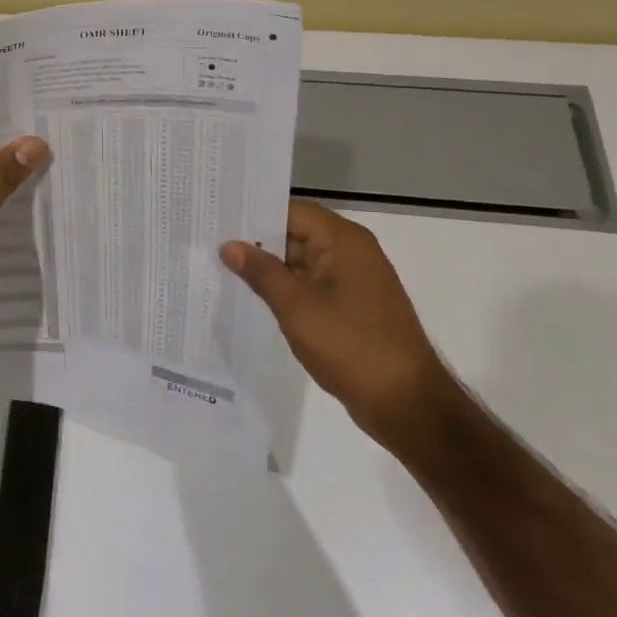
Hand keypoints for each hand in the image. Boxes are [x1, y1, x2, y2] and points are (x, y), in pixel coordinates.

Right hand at [221, 201, 452, 447]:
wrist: (406, 404)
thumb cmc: (351, 346)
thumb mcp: (297, 307)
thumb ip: (261, 272)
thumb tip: (229, 245)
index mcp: (344, 241)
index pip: (291, 212)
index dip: (254, 214)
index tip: (218, 219)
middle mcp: (352, 253)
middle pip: (295, 234)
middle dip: (256, 243)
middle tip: (210, 245)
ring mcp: (354, 282)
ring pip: (301, 263)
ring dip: (269, 269)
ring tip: (221, 270)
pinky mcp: (352, 307)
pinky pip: (311, 286)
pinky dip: (285, 290)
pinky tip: (253, 299)